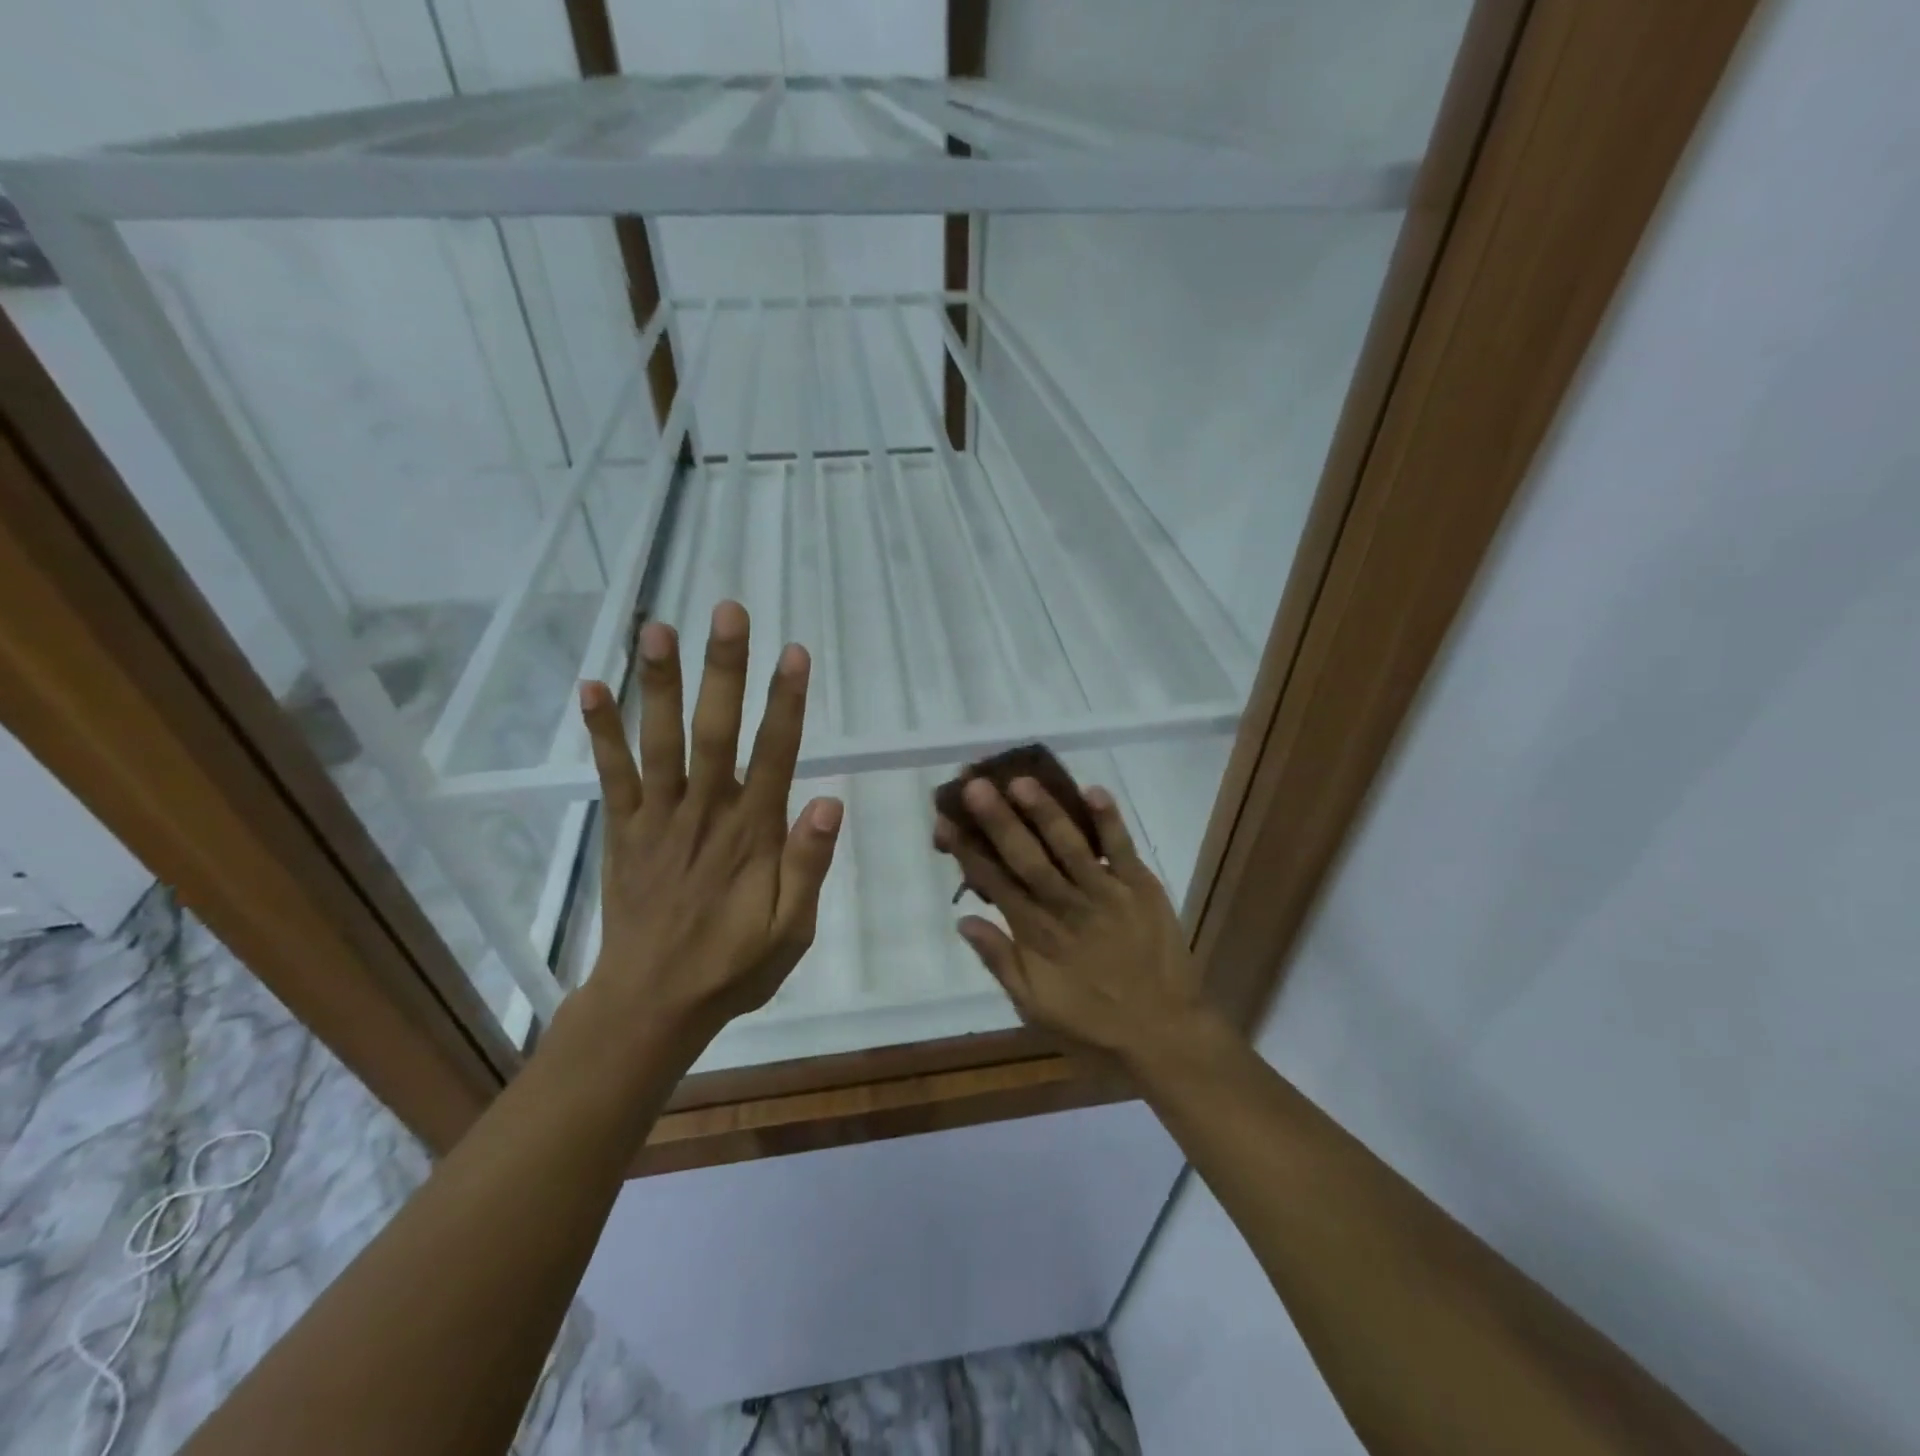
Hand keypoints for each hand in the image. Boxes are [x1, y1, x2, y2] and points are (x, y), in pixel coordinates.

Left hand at [577, 600, 841, 1047]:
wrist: (651, 1004)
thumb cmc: (732, 966)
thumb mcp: (791, 929)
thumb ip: (808, 865)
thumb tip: (829, 801)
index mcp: (752, 833)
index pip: (775, 754)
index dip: (786, 701)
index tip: (793, 652)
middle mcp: (704, 812)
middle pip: (716, 729)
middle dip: (723, 668)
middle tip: (727, 610)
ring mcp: (657, 817)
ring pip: (659, 740)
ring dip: (658, 682)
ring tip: (656, 627)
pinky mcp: (623, 830)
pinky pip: (611, 774)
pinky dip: (601, 731)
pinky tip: (590, 687)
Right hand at [932, 776, 1206, 1068]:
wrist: (1164, 1033)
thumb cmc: (1093, 1023)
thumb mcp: (1034, 1006)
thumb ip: (1000, 961)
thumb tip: (964, 921)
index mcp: (1037, 935)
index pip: (994, 883)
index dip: (967, 851)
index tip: (945, 820)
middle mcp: (1066, 907)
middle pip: (1026, 857)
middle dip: (999, 820)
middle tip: (975, 785)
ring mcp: (1106, 893)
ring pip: (1070, 846)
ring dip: (1046, 812)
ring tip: (1022, 780)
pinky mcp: (1141, 888)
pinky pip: (1123, 849)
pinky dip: (1109, 820)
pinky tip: (1093, 790)